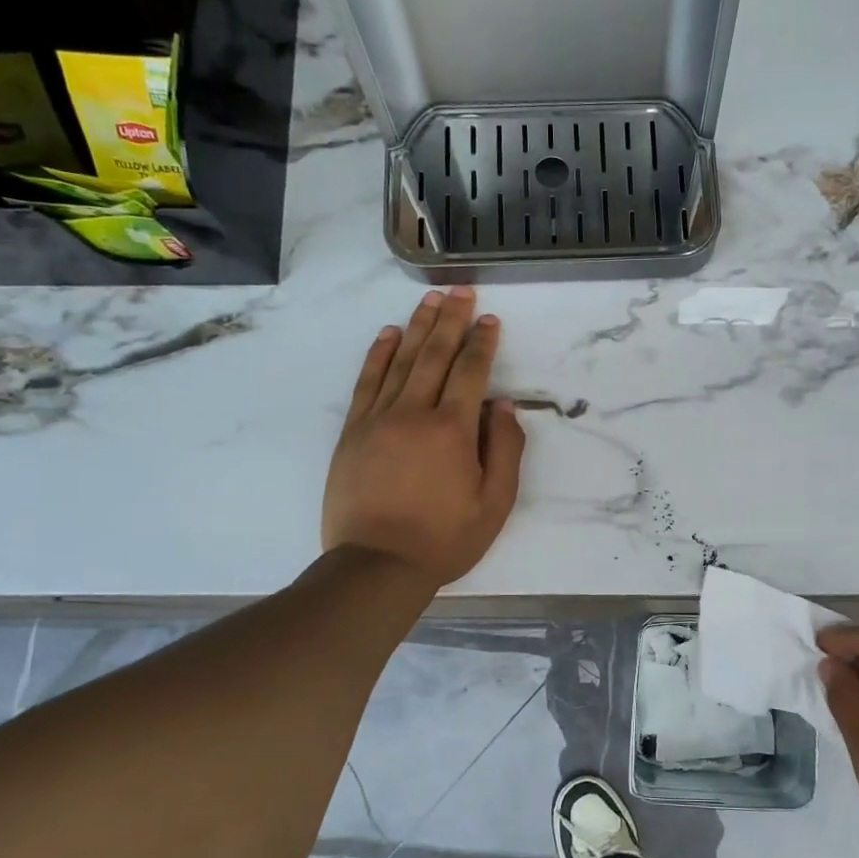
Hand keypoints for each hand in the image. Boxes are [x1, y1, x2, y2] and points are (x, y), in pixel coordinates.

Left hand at [322, 287, 525, 586]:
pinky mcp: (353, 432)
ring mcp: (378, 419)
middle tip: (461, 291)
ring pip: (401, 361)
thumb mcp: (495, 505)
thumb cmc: (444, 539)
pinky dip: (378, 355)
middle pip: (435, 355)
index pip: (470, 372)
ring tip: (431, 300)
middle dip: (451, 320)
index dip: (482, 343)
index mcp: (453, 430)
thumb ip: (505, 451)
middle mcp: (414, 413)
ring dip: (418, 327)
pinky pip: (367, 382)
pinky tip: (389, 335)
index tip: (490, 321)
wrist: (376, 565)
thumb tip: (502, 406)